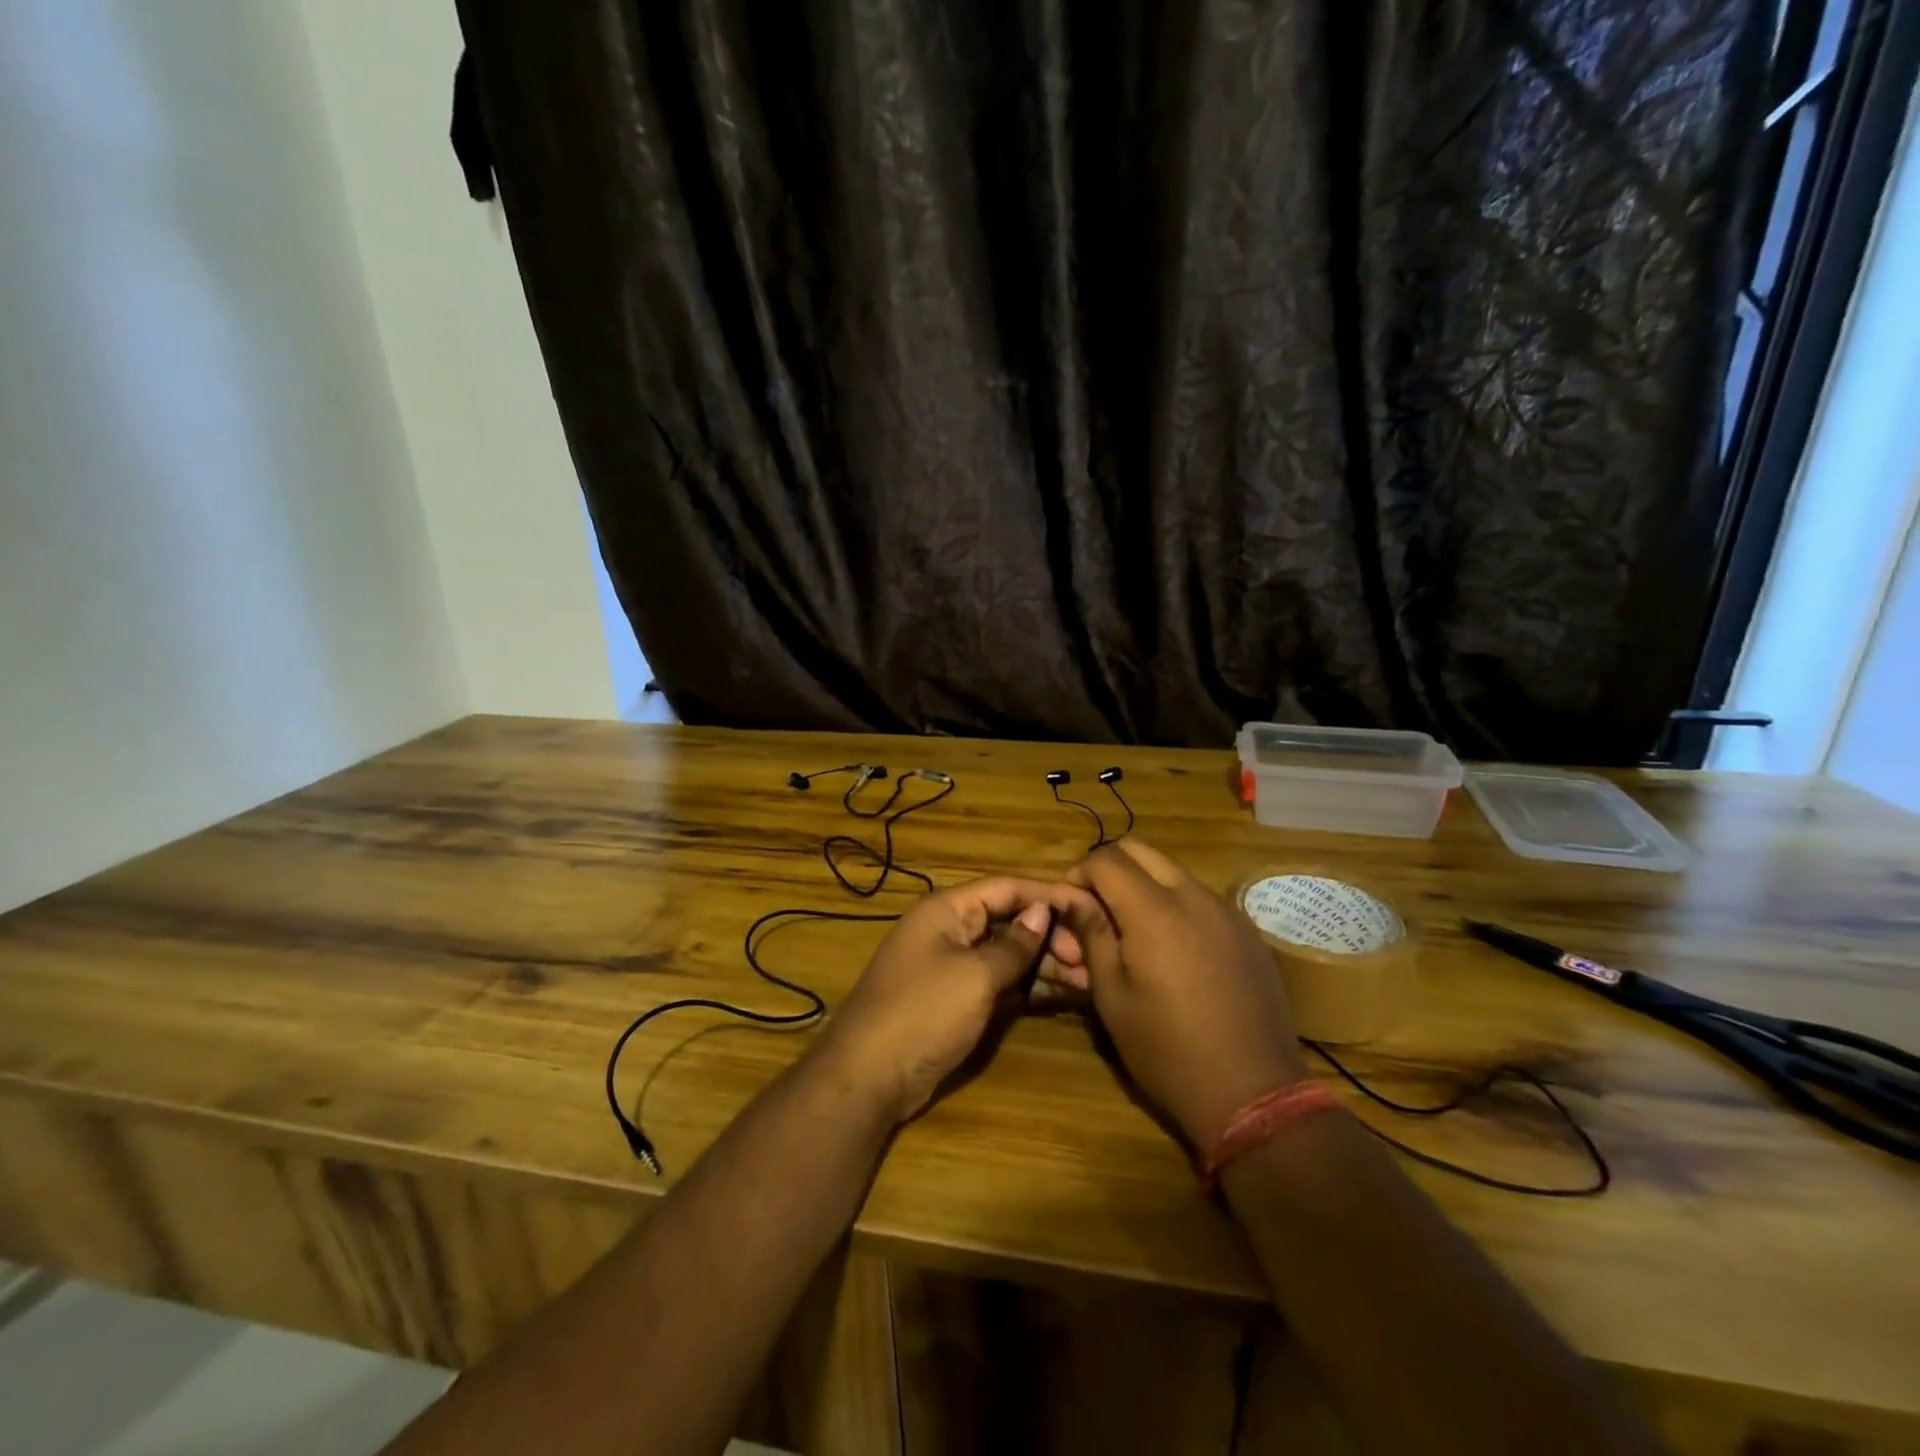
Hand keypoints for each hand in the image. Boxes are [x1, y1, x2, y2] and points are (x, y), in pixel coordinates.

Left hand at [813, 877, 1096, 1122]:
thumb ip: (1014, 945)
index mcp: (948, 909)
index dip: (1049, 895)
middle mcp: (951, 930)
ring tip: (1087, 981)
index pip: (1007, 888)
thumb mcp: (975, 976)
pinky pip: (1000, 982)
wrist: (868, 1077)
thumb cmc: (923, 1012)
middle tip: (1090, 960)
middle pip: (1010, 921)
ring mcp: (953, 966)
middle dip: (1051, 936)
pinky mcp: (957, 1000)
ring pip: (1008, 954)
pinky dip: (1029, 986)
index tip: (1091, 908)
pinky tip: (1062, 995)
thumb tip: (1043, 913)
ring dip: (1045, 964)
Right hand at [1057, 840, 1306, 1148]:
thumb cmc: (1167, 1051)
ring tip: (1133, 930)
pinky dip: (1176, 903)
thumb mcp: (1112, 997)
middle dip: (1111, 868)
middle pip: (1142, 850)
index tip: (1070, 903)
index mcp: (1154, 911)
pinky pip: (1202, 897)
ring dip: (1144, 884)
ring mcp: (1227, 911)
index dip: (1079, 873)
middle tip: (1096, 908)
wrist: (1254, 1093)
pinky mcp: (1248, 931)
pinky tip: (1173, 949)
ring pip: (1174, 871)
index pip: (1106, 859)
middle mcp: (1194, 896)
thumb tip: (1071, 897)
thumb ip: (1091, 935)